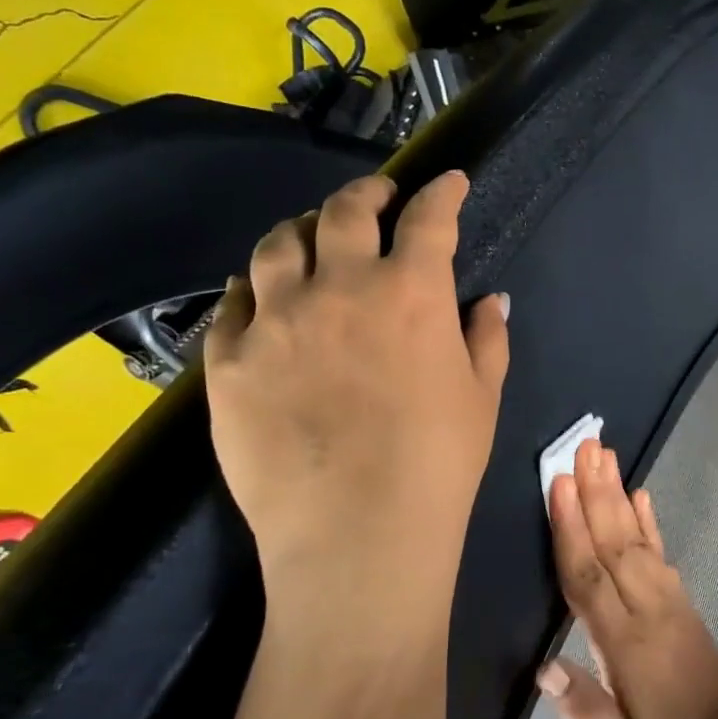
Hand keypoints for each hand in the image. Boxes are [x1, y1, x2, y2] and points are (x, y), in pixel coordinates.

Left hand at [205, 171, 508, 636]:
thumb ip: (487, 338)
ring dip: (304, 228)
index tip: (449, 182)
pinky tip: (265, 294)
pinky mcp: (228, 361)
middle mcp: (340, 288)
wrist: (358, 536)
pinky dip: (256, 286)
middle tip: (379, 199)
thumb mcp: (482, 397)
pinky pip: (234, 302)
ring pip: (280, 244)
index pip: (429, 219)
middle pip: (346, 212)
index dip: (442, 192)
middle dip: (368, 194)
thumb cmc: (438, 465)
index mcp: (412, 294)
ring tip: (314, 236)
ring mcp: (276, 321)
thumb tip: (489, 300)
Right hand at [538, 438, 717, 718]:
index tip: (560, 485)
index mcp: (624, 644)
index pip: (588, 578)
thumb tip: (543, 667)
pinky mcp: (681, 601)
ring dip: (617, 494)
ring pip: (636, 538)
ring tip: (605, 455)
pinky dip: (649, 520)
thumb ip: (584, 714)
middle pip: (613, 542)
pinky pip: (660, 551)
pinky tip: (640, 494)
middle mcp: (646, 610)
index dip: (571, 530)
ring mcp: (668, 600)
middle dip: (595, 492)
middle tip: (582, 446)